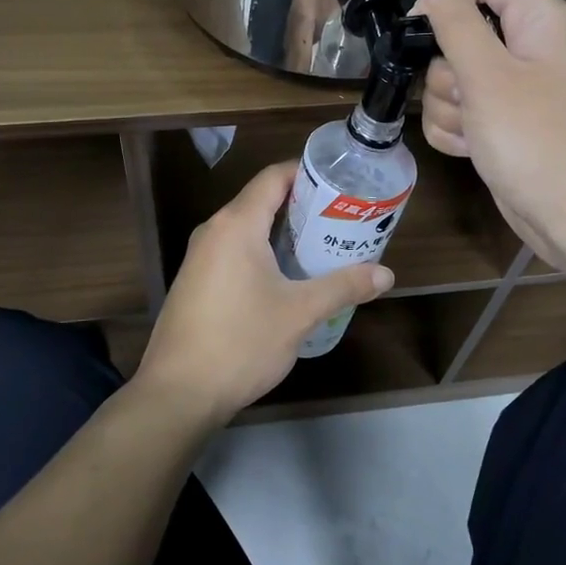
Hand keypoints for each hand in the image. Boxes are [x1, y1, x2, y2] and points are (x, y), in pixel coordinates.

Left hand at [136, 162, 393, 422]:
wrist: (179, 392)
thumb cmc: (241, 342)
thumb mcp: (300, 313)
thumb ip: (343, 287)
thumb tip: (386, 275)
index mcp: (236, 224)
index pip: (274, 177)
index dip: (308, 172)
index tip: (342, 183)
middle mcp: (213, 230)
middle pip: (262, 200)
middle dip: (303, 206)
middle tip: (343, 218)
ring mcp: (199, 257)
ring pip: (248, 229)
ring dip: (284, 232)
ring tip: (323, 245)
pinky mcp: (196, 282)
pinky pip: (234, 252)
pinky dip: (264, 253)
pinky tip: (288, 277)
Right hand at [415, 0, 565, 278]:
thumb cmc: (538, 139)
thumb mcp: (488, 75)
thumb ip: (455, 24)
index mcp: (538, 20)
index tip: (417, 30)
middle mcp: (527, 48)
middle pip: (458, 35)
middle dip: (447, 72)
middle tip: (467, 96)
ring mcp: (513, 91)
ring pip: (451, 80)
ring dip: (449, 108)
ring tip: (476, 133)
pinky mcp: (501, 126)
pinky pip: (459, 114)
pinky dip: (457, 132)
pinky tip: (472, 151)